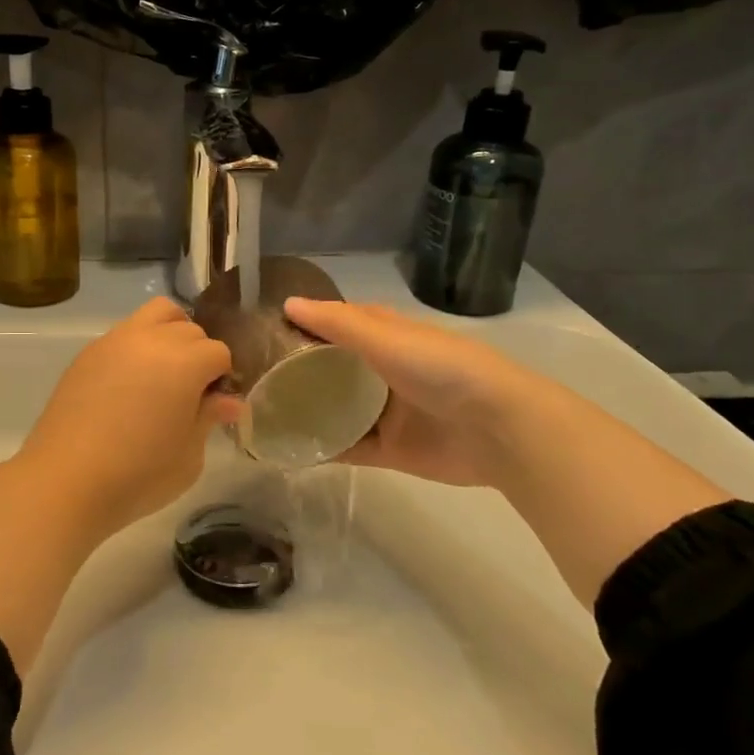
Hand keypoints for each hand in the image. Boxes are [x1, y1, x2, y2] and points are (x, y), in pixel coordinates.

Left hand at [20, 298, 239, 537]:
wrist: (67, 480)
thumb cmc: (139, 474)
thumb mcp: (189, 455)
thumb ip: (209, 418)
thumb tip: (228, 401)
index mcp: (184, 362)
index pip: (218, 352)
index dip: (222, 378)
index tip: (214, 404)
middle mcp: (151, 340)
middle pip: (189, 328)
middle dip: (198, 353)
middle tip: (191, 392)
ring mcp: (115, 341)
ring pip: (156, 314)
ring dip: (169, 334)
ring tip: (163, 374)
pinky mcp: (89, 353)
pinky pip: (124, 334)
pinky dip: (138, 346)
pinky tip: (130, 385)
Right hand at [282, 297, 536, 488]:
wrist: (499, 430)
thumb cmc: (441, 368)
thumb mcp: (386, 337)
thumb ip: (337, 323)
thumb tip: (287, 304)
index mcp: (387, 337)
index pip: (339, 324)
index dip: (307, 324)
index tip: (266, 330)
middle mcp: (383, 371)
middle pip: (334, 369)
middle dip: (299, 372)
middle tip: (254, 377)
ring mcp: (386, 412)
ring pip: (337, 409)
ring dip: (308, 411)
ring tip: (262, 414)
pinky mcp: (390, 449)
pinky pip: (349, 448)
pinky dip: (324, 448)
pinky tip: (289, 449)